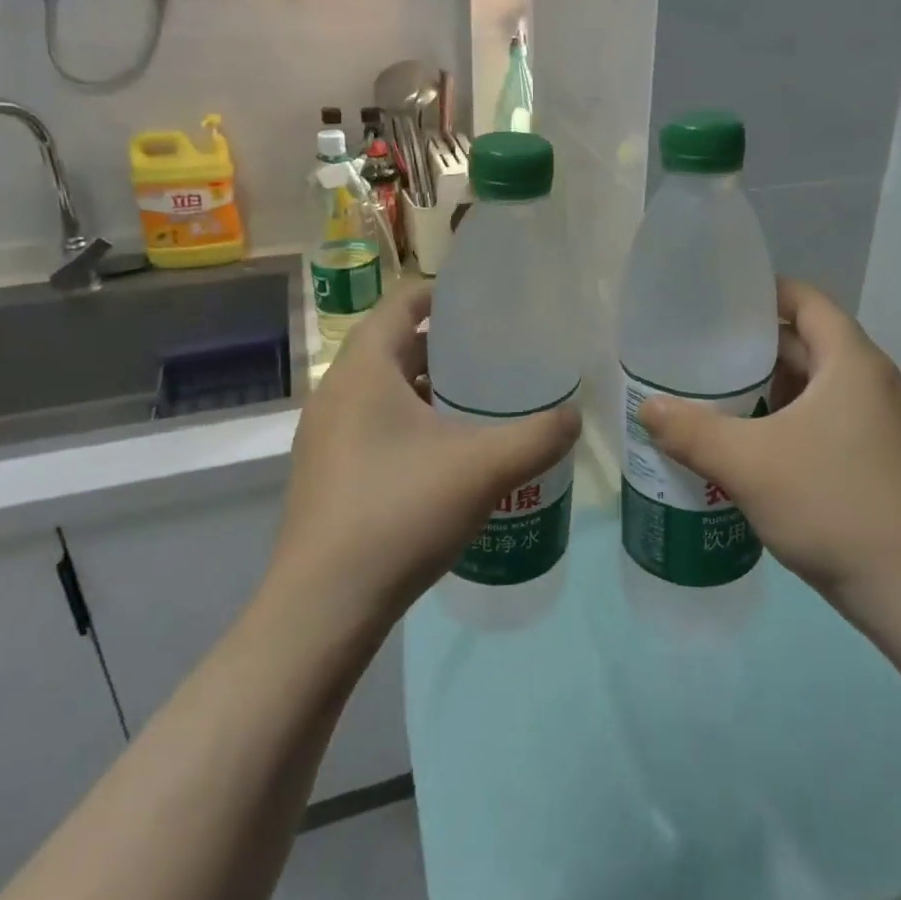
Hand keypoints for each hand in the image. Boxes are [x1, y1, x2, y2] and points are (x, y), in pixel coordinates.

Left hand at [270, 283, 580, 629]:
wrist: (324, 606)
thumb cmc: (400, 512)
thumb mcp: (483, 469)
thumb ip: (539, 436)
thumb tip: (577, 416)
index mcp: (365, 368)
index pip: (404, 301)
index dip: (447, 293)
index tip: (491, 303)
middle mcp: (338, 391)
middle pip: (398, 344)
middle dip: (450, 344)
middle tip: (501, 354)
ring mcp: (326, 434)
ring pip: (387, 388)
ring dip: (432, 387)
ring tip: (484, 401)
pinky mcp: (328, 470)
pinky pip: (376, 424)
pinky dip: (414, 422)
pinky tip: (451, 453)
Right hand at [637, 279, 900, 621]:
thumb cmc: (835, 505)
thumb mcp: (750, 465)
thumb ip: (692, 432)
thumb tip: (647, 407)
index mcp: (851, 362)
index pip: (805, 300)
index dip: (763, 291)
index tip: (716, 301)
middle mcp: (869, 382)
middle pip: (805, 343)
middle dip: (752, 346)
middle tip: (698, 352)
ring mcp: (876, 424)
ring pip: (811, 387)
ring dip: (766, 389)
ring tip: (712, 396)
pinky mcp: (874, 460)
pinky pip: (820, 421)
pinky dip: (783, 421)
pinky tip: (746, 445)